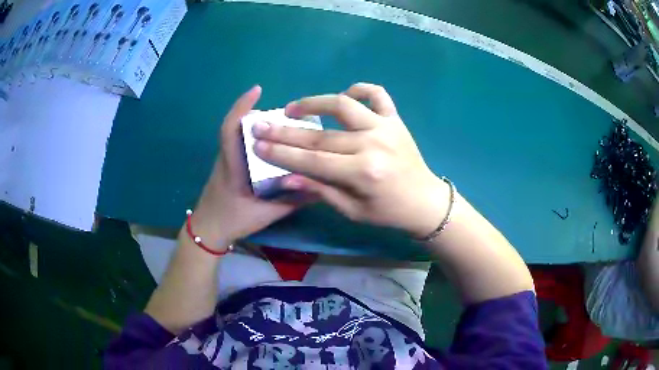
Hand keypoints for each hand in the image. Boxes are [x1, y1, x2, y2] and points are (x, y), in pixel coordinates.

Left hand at [190, 86, 304, 249]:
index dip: (241, 107)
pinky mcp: (228, 164)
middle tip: (285, 111)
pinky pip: (240, 143)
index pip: (230, 130)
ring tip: (283, 123)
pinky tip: (272, 141)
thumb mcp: (267, 214)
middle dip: (257, 112)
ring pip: (239, 134)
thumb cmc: (233, 221)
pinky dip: (255, 136)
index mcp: (234, 165)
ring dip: (257, 124)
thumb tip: (320, 189)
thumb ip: (292, 201)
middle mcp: (228, 156)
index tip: (257, 90)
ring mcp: (226, 159)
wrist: (209, 230)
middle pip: (237, 126)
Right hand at [253, 83, 449, 237]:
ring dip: (314, 103)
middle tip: (261, 125)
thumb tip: (286, 177)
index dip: (281, 153)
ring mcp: (385, 127)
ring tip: (293, 108)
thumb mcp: (352, 210)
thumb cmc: (387, 212)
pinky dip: (360, 89)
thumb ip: (320, 190)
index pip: (312, 160)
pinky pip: (377, 94)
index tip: (257, 144)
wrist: (424, 201)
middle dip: (285, 131)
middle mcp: (373, 144)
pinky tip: (345, 94)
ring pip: (343, 105)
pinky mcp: (395, 119)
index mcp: (362, 173)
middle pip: (320, 135)